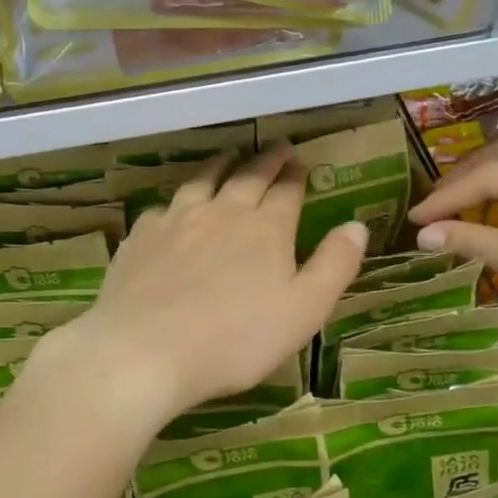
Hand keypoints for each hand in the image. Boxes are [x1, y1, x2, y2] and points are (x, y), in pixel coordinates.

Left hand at [44, 146, 367, 427]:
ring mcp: (176, 221)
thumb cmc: (236, 339)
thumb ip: (334, 265)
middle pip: (247, 176)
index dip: (296, 175)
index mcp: (265, 229)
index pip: (287, 190)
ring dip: (219, 166)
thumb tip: (357, 225)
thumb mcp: (304, 310)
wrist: (146, 351)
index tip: (301, 161)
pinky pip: (162, 208)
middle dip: (265, 160)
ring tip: (228, 157)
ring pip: (202, 181)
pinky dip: (175, 202)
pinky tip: (173, 208)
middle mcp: (222, 212)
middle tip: (275, 147)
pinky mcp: (141, 238)